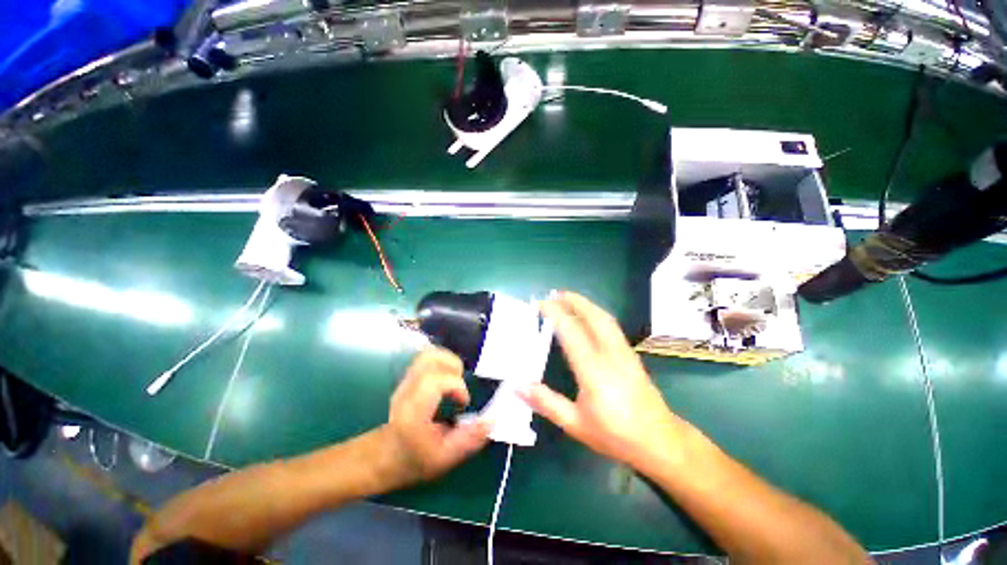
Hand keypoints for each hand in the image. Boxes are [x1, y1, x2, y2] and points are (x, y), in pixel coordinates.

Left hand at [380, 348, 490, 485]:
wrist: (383, 456)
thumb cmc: (413, 460)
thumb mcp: (444, 458)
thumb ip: (469, 440)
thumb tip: (492, 421)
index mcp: (414, 410)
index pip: (435, 380)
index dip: (457, 386)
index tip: (464, 402)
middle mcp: (408, 389)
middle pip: (430, 358)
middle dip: (453, 365)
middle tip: (460, 385)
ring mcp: (406, 380)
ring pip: (429, 354)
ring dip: (449, 362)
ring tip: (455, 381)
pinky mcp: (409, 377)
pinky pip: (428, 359)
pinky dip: (443, 363)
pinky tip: (447, 381)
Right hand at [520, 291, 684, 468]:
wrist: (660, 442)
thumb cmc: (615, 435)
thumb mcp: (576, 424)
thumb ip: (547, 403)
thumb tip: (518, 386)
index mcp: (593, 370)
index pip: (571, 332)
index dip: (555, 314)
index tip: (541, 304)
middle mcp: (610, 354)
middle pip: (593, 317)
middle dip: (574, 301)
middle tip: (555, 294)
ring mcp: (624, 352)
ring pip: (605, 319)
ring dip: (587, 304)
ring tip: (570, 299)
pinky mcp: (631, 355)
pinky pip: (612, 326)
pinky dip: (597, 314)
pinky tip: (590, 317)